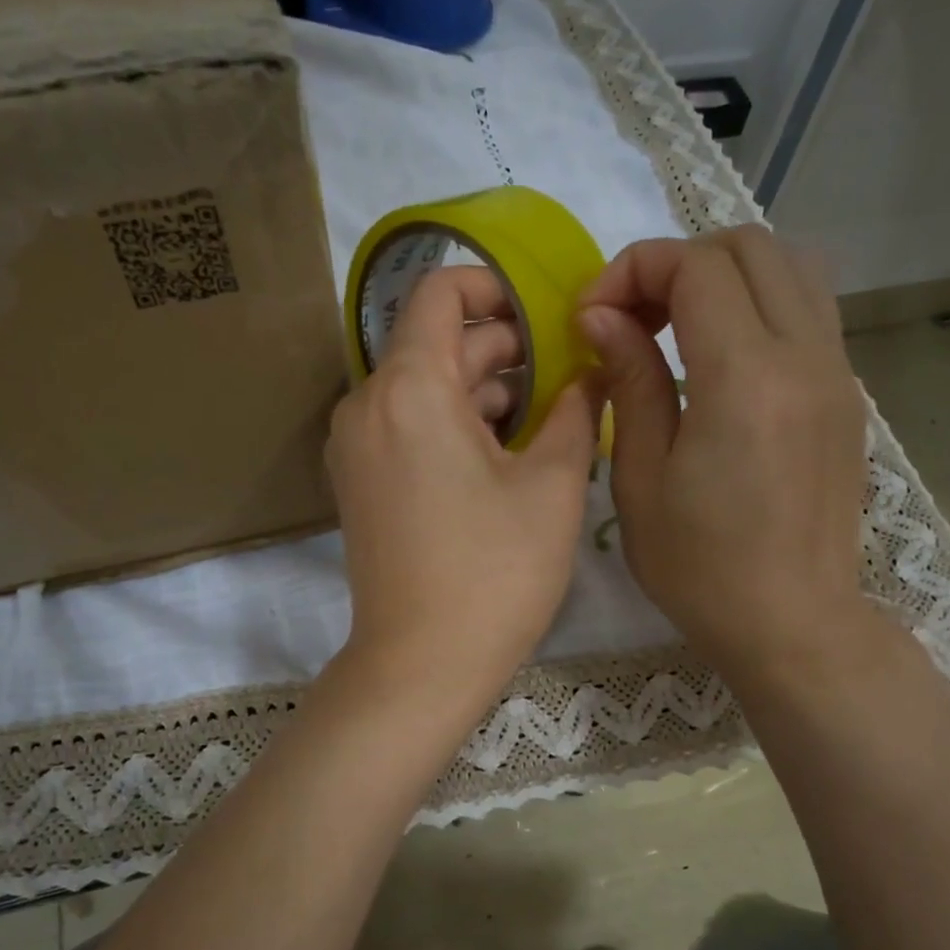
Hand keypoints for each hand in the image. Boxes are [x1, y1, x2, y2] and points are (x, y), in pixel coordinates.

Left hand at [328, 266, 598, 708]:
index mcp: (410, 388)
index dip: (493, 286)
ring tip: (546, 420)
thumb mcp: (554, 486)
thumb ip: (577, 410)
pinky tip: (504, 454)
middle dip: (503, 350)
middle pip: (436, 344)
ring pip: (423, 387)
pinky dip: (452, 422)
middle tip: (567, 376)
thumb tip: (593, 369)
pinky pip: (407, 425)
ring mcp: (355, 445)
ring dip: (482, 390)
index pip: (438, 292)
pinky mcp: (359, 480)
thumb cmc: (495, 572)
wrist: (420, 664)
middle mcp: (367, 404)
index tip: (544, 315)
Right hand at [576, 227, 871, 680]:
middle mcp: (806, 356)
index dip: (634, 270)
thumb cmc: (699, 566)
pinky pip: (807, 309)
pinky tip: (717, 357)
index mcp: (746, 379)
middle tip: (631, 318)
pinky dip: (757, 303)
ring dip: (723, 275)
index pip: (696, 266)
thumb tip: (603, 316)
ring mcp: (837, 371)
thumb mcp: (641, 477)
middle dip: (677, 263)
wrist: (791, 623)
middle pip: (750, 246)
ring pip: (790, 266)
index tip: (592, 316)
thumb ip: (630, 379)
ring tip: (673, 327)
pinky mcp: (845, 394)